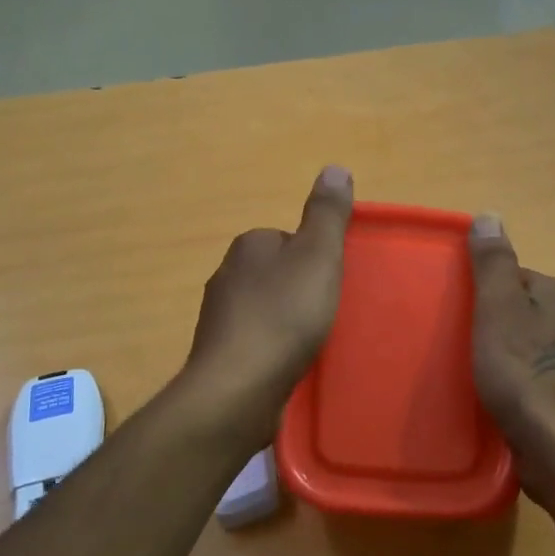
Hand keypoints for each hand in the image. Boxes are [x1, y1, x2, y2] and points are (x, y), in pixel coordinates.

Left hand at [182, 166, 353, 441]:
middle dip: (301, 290)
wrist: (239, 387)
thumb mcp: (318, 256)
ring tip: (313, 343)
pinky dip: (274, 348)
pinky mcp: (220, 354)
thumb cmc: (284, 316)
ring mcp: (219, 318)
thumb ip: (327, 215)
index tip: (333, 282)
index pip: (289, 239)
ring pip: (265, 308)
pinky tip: (290, 365)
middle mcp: (227, 275)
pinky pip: (256, 341)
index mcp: (249, 246)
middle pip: (277, 273)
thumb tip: (334, 168)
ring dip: (287, 321)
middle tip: (328, 313)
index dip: (316, 258)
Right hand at [469, 215, 554, 514]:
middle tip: (454, 343)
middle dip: (488, 322)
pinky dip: (510, 381)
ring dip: (498, 353)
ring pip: (524, 345)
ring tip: (467, 372)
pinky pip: (530, 376)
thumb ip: (493, 265)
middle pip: (519, 310)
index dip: (481, 289)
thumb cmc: (526, 375)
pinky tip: (492, 398)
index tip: (455, 309)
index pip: (513, 276)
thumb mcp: (499, 310)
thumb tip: (490, 215)